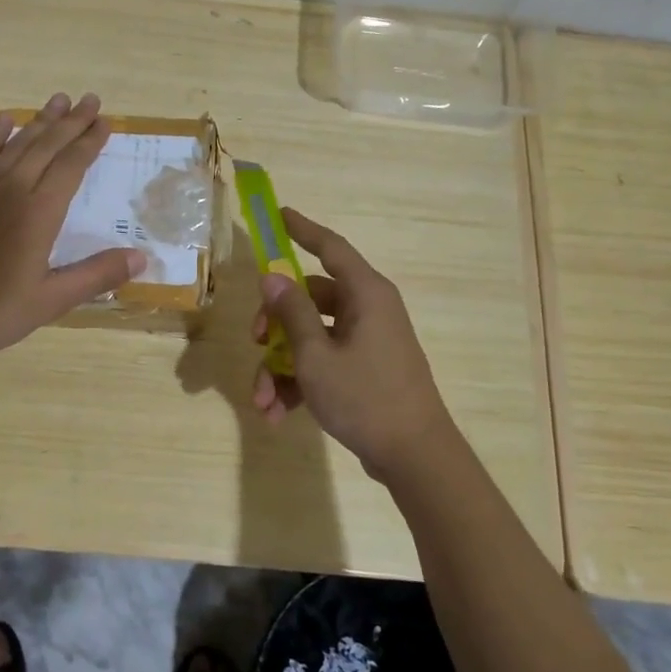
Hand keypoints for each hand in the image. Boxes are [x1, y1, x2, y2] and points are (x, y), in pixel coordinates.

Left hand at [0, 92, 144, 361]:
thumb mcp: (49, 301)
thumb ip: (95, 276)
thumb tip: (141, 257)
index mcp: (38, 213)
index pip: (71, 166)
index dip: (90, 142)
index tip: (105, 122)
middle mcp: (11, 189)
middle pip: (47, 145)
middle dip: (71, 121)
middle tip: (90, 99)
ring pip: (15, 142)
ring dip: (40, 120)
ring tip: (58, 100)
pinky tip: (4, 120)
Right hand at [250, 208, 459, 479]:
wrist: (415, 457)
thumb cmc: (365, 397)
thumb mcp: (316, 355)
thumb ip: (291, 312)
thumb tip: (272, 276)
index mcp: (365, 294)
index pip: (330, 246)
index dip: (302, 229)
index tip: (278, 214)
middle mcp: (368, 310)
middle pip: (310, 298)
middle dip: (276, 324)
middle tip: (255, 341)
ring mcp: (367, 341)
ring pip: (311, 337)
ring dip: (282, 365)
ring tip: (263, 401)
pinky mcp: (365, 369)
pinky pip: (324, 362)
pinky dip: (300, 382)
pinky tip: (278, 413)